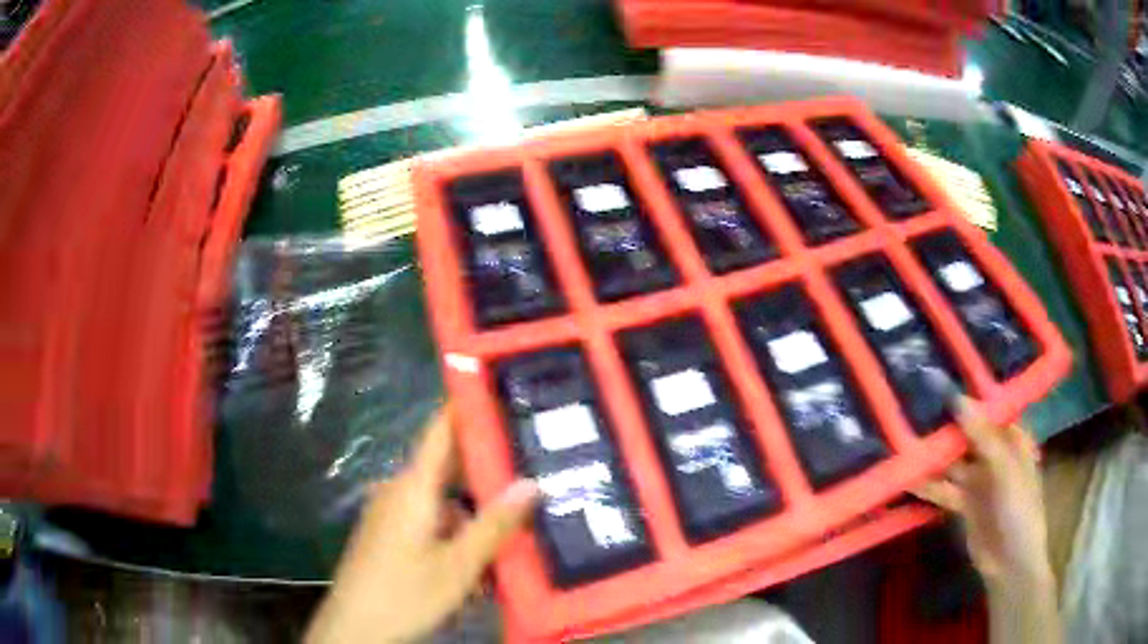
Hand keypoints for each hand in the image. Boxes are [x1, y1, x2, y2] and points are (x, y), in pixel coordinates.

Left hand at [305, 407, 537, 643]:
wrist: (356, 628)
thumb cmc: (405, 593)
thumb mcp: (459, 565)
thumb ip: (494, 524)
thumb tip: (531, 483)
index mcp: (413, 487)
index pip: (441, 430)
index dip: (466, 406)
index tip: (499, 388)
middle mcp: (399, 491)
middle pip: (450, 472)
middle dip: (486, 483)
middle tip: (529, 489)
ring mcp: (391, 514)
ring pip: (443, 506)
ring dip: (473, 525)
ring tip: (504, 553)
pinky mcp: (388, 536)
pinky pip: (429, 525)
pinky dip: (454, 540)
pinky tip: (474, 572)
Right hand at [913, 396, 1051, 585]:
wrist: (1010, 562)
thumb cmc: (1019, 507)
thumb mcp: (1005, 468)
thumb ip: (983, 435)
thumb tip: (957, 397)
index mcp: (1013, 437)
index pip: (989, 408)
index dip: (967, 394)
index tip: (938, 379)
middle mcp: (995, 453)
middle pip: (967, 434)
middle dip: (945, 424)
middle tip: (912, 405)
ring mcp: (979, 479)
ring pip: (953, 461)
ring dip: (933, 454)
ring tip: (902, 439)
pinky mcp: (963, 502)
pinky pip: (944, 488)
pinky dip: (927, 484)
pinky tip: (907, 477)